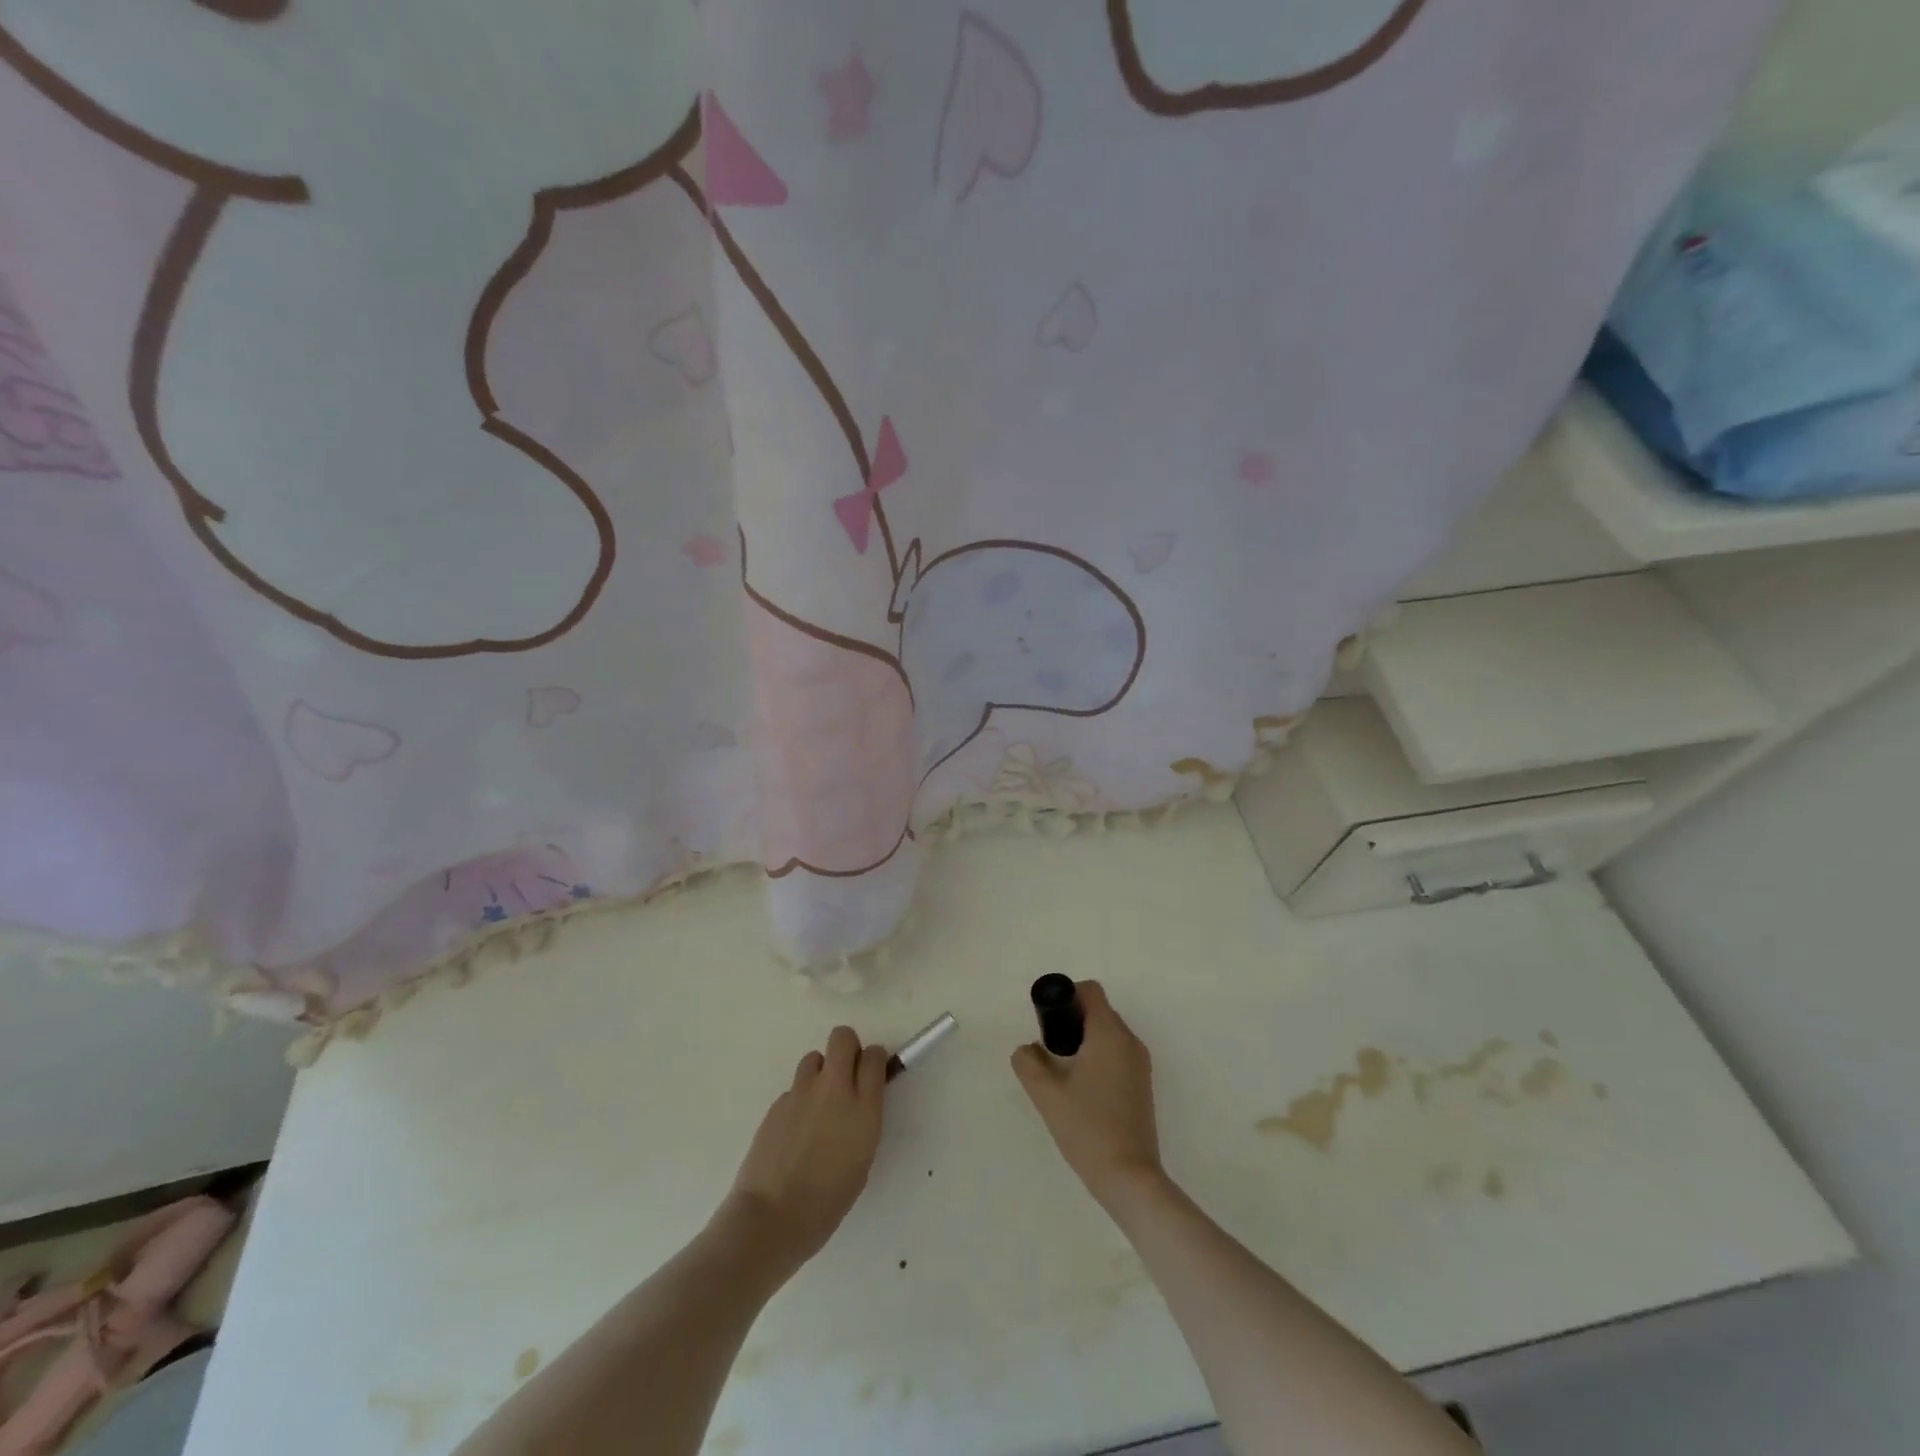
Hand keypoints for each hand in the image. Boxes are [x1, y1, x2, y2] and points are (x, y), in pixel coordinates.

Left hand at [721, 1026, 887, 1273]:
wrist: (771, 1218)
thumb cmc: (827, 1202)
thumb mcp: (862, 1159)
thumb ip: (863, 1119)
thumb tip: (858, 1100)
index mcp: (863, 1108)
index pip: (874, 1055)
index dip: (873, 1060)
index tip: (871, 1074)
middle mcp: (833, 1089)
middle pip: (842, 1037)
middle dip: (847, 1048)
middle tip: (846, 1076)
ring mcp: (801, 1092)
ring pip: (814, 1058)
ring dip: (820, 1072)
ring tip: (817, 1106)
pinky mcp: (777, 1103)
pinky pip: (794, 1088)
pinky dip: (799, 1100)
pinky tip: (795, 1132)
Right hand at [1011, 980, 1161, 1205]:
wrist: (1129, 1177)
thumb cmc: (1087, 1128)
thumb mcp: (1046, 1094)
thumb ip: (1028, 1063)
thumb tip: (1026, 1049)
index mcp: (1109, 1034)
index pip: (1090, 991)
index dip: (1066, 996)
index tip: (1048, 1019)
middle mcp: (1130, 1041)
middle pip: (1099, 1011)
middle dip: (1072, 1020)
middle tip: (1049, 1047)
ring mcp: (1140, 1064)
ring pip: (1108, 1033)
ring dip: (1085, 1039)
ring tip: (1062, 1069)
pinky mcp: (1142, 1084)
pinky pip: (1117, 1053)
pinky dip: (1098, 1056)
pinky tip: (1081, 1087)